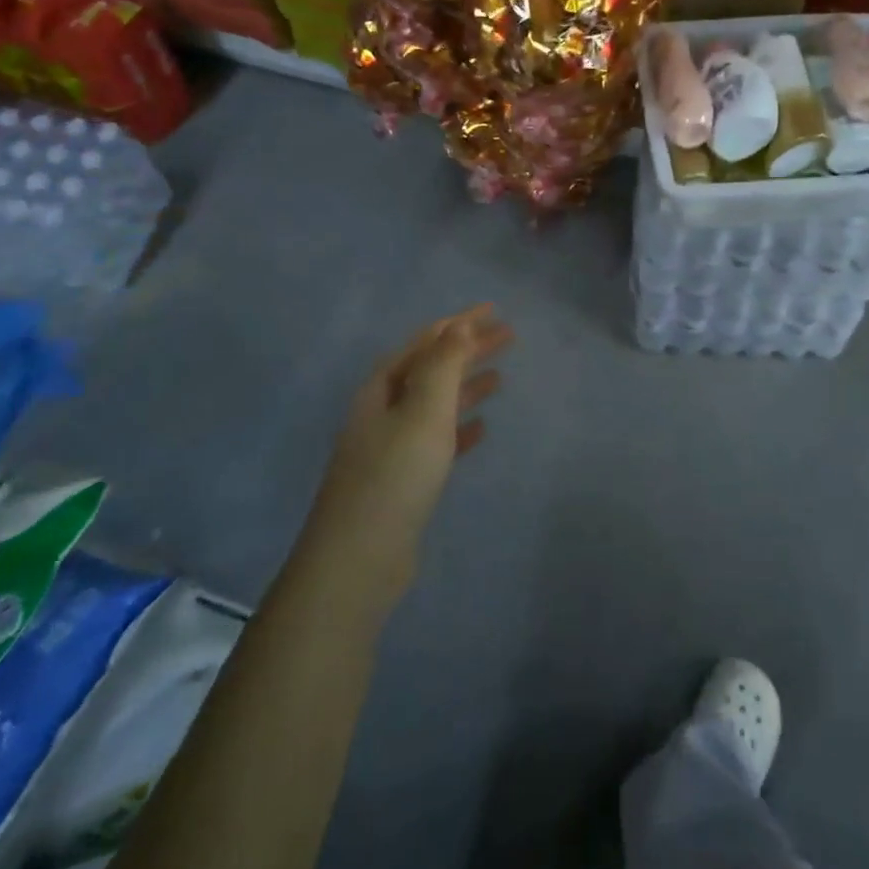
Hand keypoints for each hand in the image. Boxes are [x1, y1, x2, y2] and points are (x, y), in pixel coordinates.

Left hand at [304, 305, 512, 605]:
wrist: (359, 559)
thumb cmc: (395, 475)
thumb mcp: (423, 410)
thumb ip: (443, 365)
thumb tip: (458, 325)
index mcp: (382, 387)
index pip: (426, 341)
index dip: (460, 323)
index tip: (494, 309)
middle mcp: (383, 410)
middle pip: (432, 368)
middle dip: (468, 350)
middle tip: (509, 337)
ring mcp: (390, 445)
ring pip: (435, 403)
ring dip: (466, 385)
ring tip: (500, 376)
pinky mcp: (402, 478)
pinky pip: (436, 439)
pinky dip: (459, 427)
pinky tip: (482, 428)